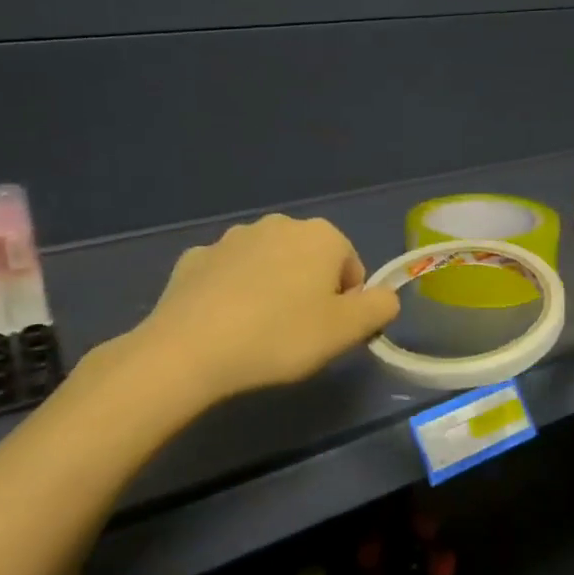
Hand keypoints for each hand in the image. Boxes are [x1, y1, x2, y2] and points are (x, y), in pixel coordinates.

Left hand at [124, 214, 399, 404]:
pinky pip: (228, 275)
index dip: (347, 303)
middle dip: (310, 291)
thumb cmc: (281, 336)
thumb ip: (380, 308)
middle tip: (298, 334)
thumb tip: (384, 298)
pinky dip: (233, 293)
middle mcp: (278, 225)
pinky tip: (224, 325)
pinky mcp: (194, 258)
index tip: (329, 332)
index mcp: (321, 235)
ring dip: (272, 289)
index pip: (352, 267)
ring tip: (259, 332)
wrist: (189, 350)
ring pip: (268, 265)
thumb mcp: (348, 331)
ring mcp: (231, 238)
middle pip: (310, 261)